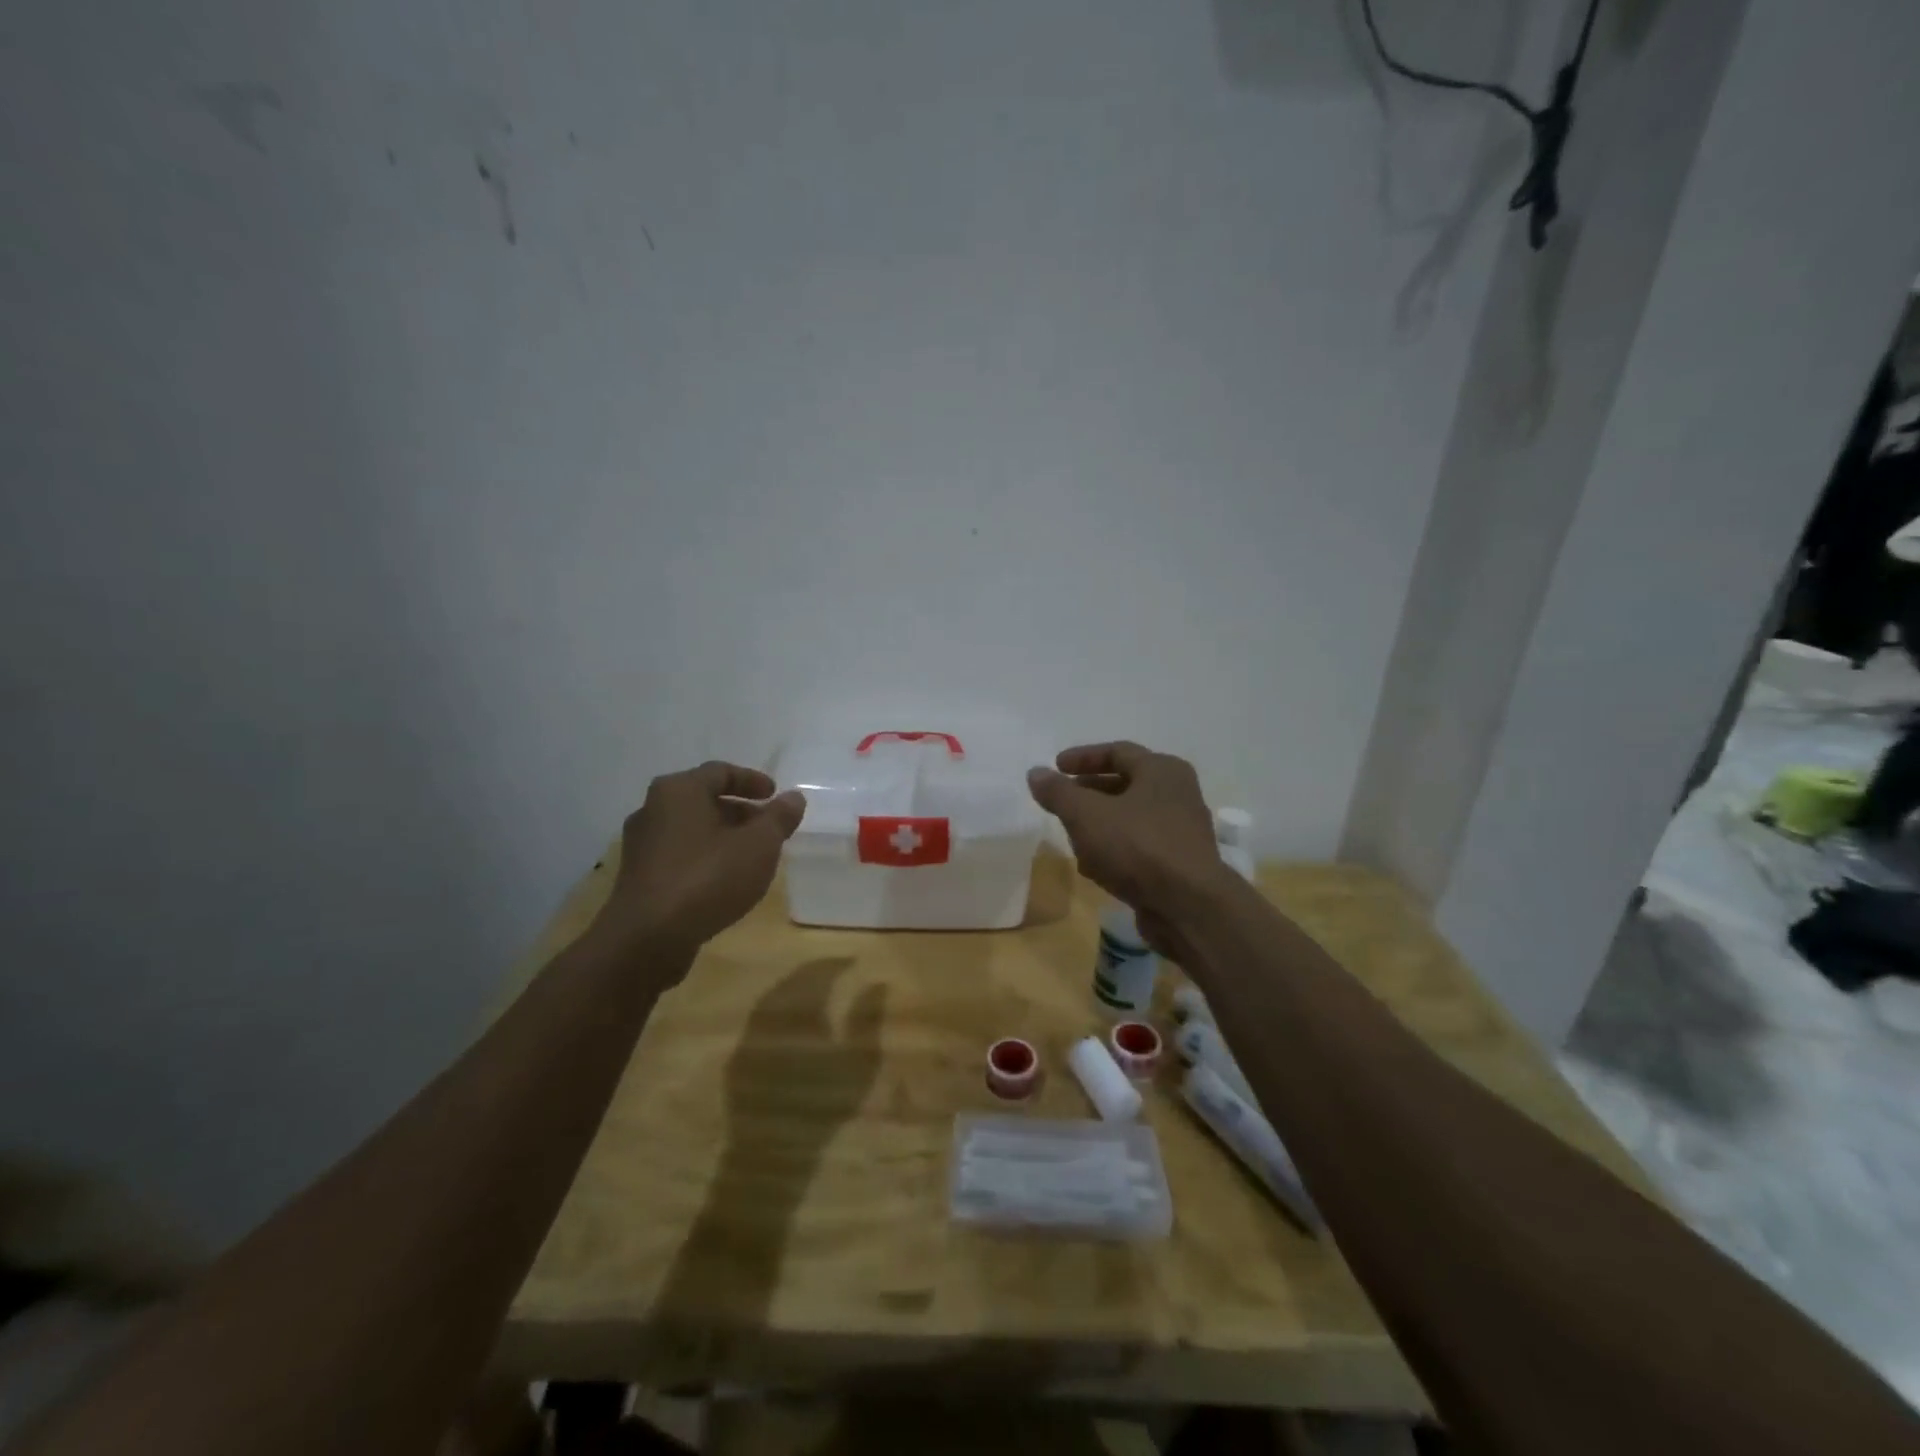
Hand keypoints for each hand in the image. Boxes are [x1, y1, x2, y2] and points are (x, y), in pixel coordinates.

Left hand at [596, 761, 805, 959]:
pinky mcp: (639, 877)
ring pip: (691, 829)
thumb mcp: (758, 845)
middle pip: (703, 799)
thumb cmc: (707, 879)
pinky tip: (724, 880)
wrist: (647, 939)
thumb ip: (779, 818)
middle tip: (768, 827)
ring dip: (723, 836)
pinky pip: (679, 854)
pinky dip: (705, 857)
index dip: (752, 781)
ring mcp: (641, 844)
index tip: (775, 795)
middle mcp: (653, 809)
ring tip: (751, 856)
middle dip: (740, 811)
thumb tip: (793, 797)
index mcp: (679, 790)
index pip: (720, 772)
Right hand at [1027, 741, 1230, 950]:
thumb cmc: (1138, 846)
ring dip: (1099, 825)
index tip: (1055, 767)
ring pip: (1130, 818)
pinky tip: (1093, 868)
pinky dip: (1114, 850)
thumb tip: (1036, 773)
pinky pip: (1139, 847)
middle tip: (1061, 801)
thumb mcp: (1086, 814)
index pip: (1117, 752)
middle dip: (1088, 793)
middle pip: (1124, 785)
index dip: (1082, 757)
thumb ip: (1058, 792)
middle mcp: (1177, 794)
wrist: (1188, 907)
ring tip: (1071, 837)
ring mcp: (1181, 831)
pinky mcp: (1178, 864)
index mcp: (1162, 770)